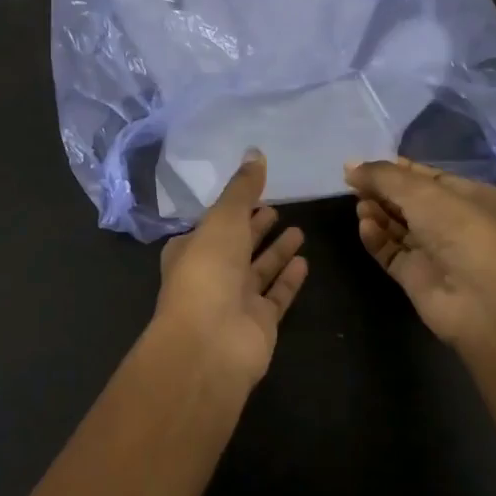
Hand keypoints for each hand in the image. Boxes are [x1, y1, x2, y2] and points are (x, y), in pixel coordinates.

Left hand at [155, 149, 308, 384]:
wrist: (210, 343)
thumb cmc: (208, 271)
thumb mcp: (223, 219)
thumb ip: (242, 188)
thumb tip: (255, 151)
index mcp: (191, 249)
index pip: (213, 224)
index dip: (233, 209)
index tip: (255, 193)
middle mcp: (211, 274)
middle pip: (237, 246)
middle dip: (255, 228)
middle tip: (278, 208)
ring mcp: (235, 301)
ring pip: (259, 270)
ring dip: (276, 251)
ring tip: (299, 230)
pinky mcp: (259, 323)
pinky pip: (277, 295)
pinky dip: (288, 279)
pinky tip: (305, 261)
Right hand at [345, 157, 495, 348]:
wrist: (482, 302)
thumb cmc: (461, 231)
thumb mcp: (422, 192)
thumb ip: (383, 176)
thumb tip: (350, 166)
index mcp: (470, 196)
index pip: (426, 177)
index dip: (395, 169)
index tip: (363, 165)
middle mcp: (454, 223)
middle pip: (409, 201)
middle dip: (382, 191)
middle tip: (354, 184)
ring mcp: (436, 252)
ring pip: (398, 227)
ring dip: (378, 213)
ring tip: (359, 205)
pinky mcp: (418, 278)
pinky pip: (391, 252)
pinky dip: (377, 238)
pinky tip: (364, 226)